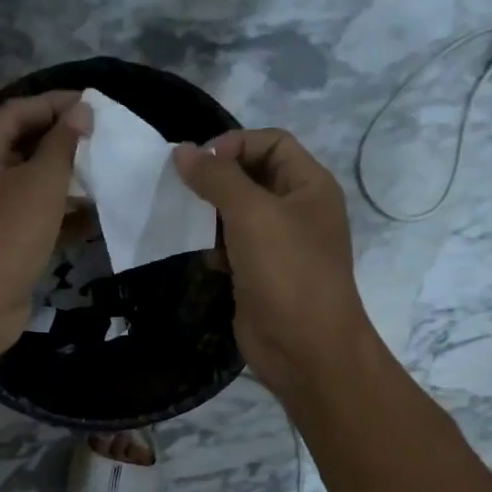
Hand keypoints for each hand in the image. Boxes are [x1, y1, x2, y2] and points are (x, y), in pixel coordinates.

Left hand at [0, 91, 90, 355]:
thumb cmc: (5, 237)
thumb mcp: (40, 185)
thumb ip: (62, 145)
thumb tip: (80, 111)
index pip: (15, 112)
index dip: (55, 104)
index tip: (94, 102)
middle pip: (20, 146)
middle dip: (60, 141)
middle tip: (101, 136)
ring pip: (27, 184)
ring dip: (62, 178)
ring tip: (102, 171)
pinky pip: (29, 215)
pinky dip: (57, 212)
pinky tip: (92, 213)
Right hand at [174, 129, 375, 396]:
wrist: (305, 348)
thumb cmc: (286, 272)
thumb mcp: (252, 215)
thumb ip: (216, 178)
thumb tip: (182, 152)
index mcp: (310, 186)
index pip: (272, 142)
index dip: (235, 144)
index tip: (197, 164)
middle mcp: (298, 210)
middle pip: (252, 175)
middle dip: (217, 179)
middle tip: (182, 189)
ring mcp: (279, 245)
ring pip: (238, 214)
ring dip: (211, 214)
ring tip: (185, 220)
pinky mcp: (260, 274)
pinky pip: (232, 247)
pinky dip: (214, 247)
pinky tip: (204, 259)